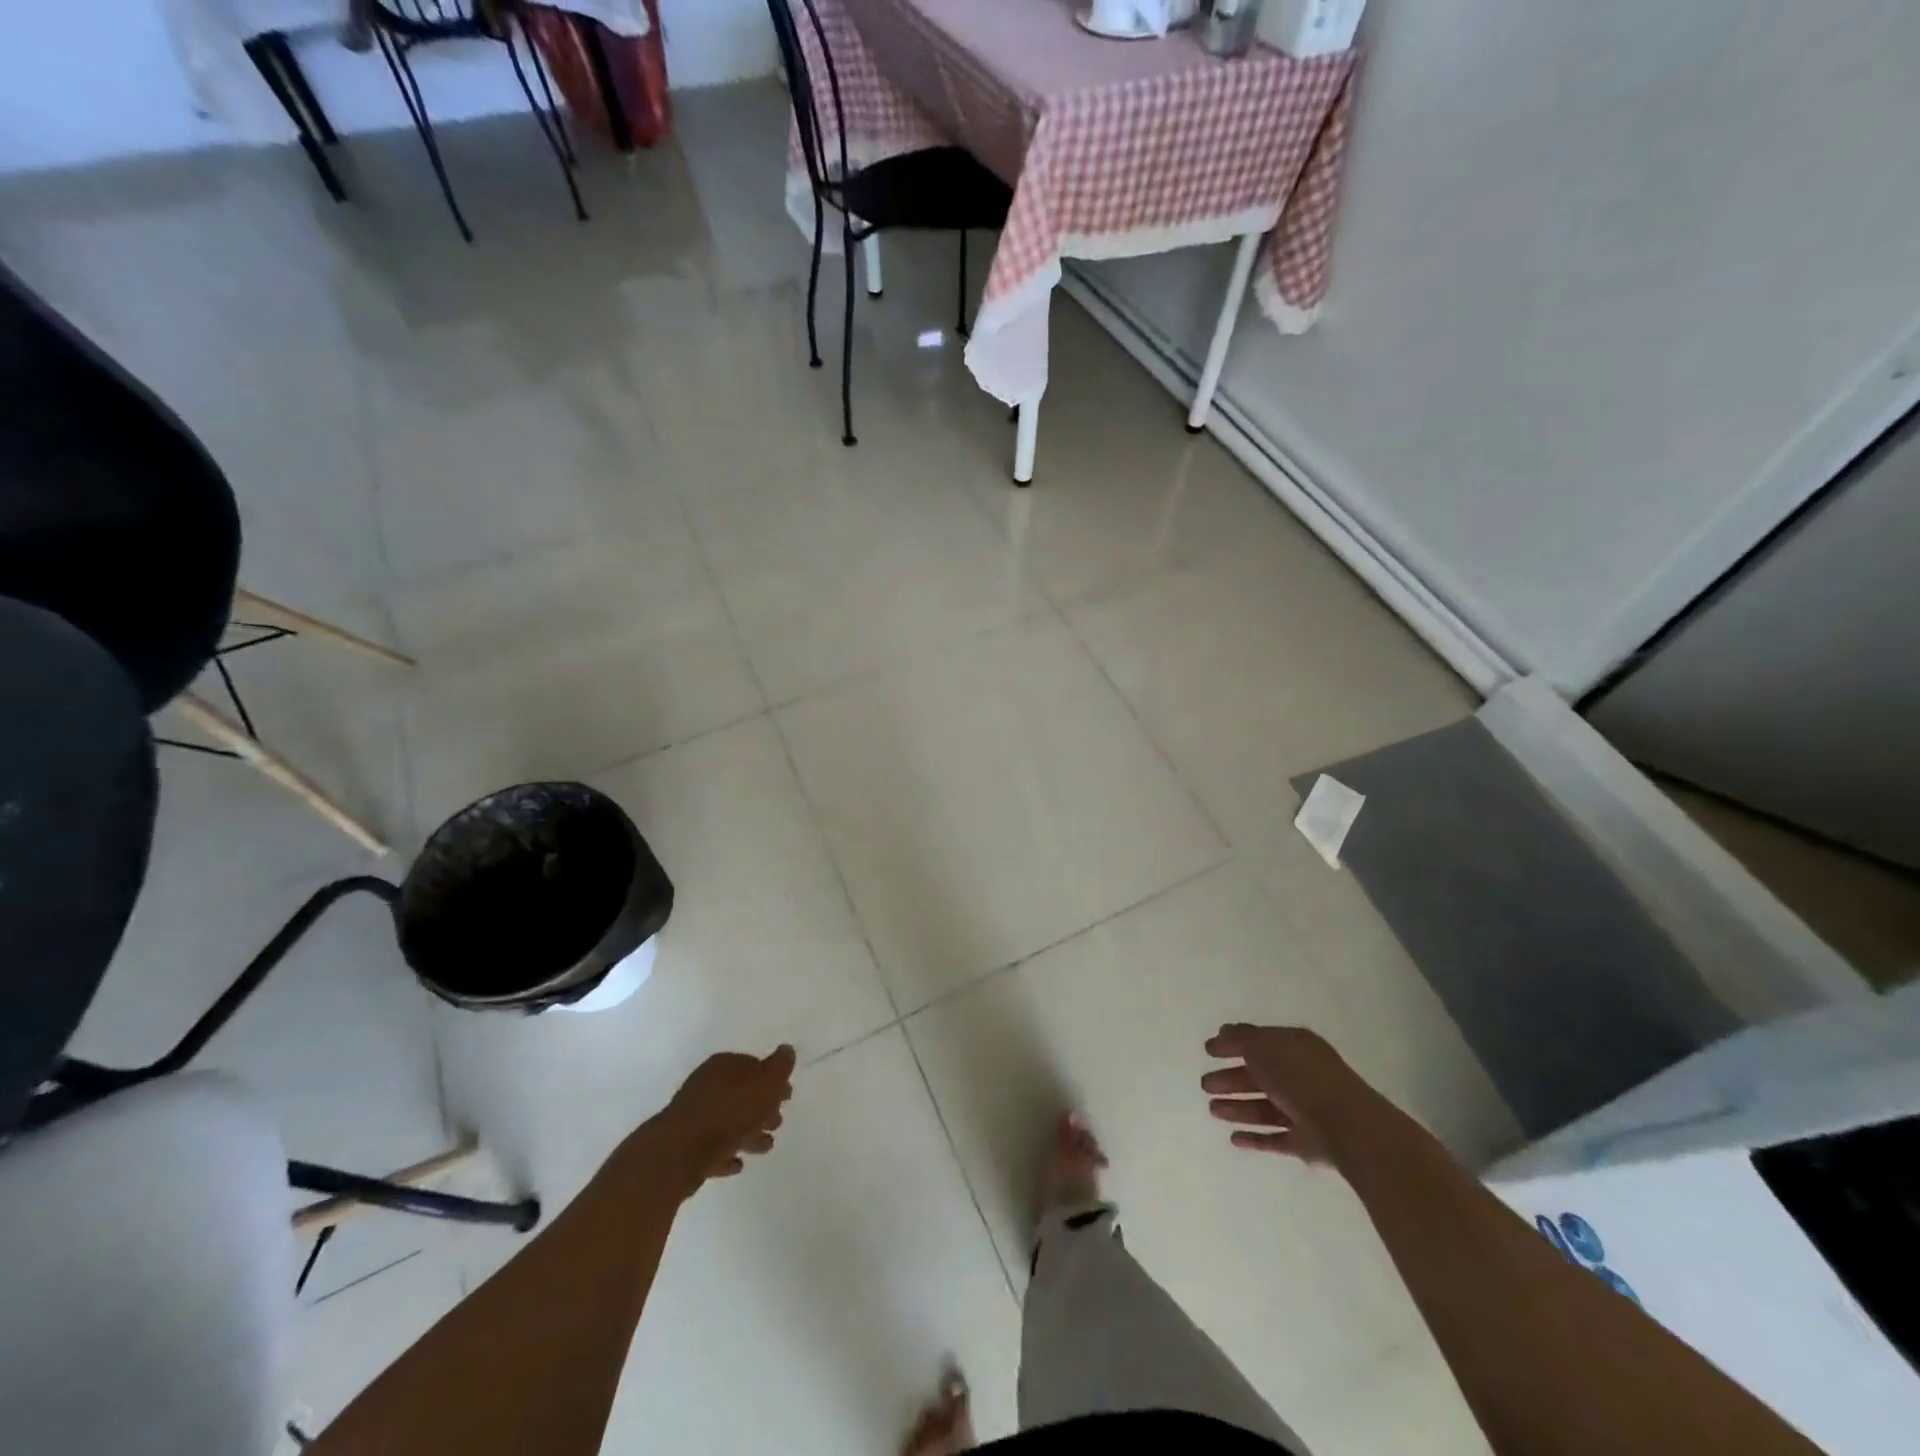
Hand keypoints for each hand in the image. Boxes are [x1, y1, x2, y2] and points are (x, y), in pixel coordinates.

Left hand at [647, 1045, 796, 1187]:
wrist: (679, 1153)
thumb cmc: (729, 1111)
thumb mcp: (766, 1083)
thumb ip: (780, 1067)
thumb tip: (787, 1050)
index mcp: (724, 1066)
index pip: (753, 1065)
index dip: (772, 1079)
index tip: (787, 1096)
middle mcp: (706, 1085)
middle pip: (741, 1094)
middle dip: (762, 1107)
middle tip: (778, 1121)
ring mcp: (693, 1116)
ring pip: (728, 1122)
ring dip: (748, 1133)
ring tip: (766, 1146)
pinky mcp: (684, 1147)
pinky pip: (712, 1148)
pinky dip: (727, 1153)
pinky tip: (738, 1164)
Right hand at [1201, 1024, 1360, 1164]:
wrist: (1345, 1126)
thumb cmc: (1299, 1076)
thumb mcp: (1262, 1046)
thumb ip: (1239, 1038)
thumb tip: (1223, 1032)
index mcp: (1295, 1047)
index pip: (1260, 1042)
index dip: (1233, 1045)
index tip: (1208, 1051)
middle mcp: (1301, 1076)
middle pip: (1260, 1076)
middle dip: (1231, 1080)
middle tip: (1205, 1084)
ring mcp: (1306, 1111)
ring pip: (1265, 1107)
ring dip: (1238, 1108)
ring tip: (1212, 1110)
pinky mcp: (1308, 1143)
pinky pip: (1276, 1137)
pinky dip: (1255, 1137)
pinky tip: (1233, 1139)